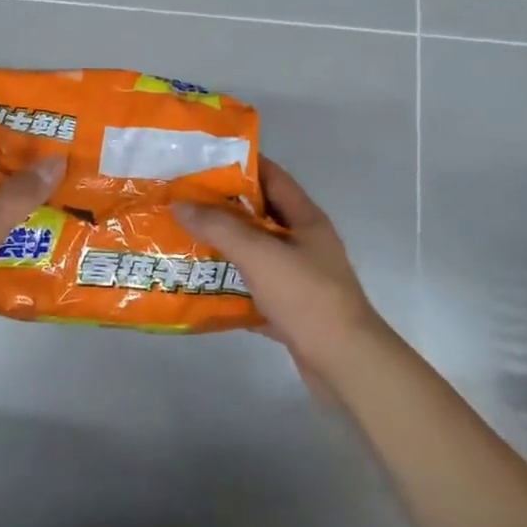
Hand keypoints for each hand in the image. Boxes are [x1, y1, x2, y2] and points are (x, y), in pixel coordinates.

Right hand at [174, 159, 389, 389]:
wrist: (346, 364)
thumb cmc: (306, 297)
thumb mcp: (259, 254)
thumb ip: (219, 226)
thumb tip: (180, 204)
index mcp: (304, 218)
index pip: (271, 176)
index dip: (239, 165)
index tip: (201, 163)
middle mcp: (303, 242)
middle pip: (258, 215)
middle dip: (222, 209)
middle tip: (182, 204)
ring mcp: (298, 277)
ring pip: (254, 254)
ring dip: (223, 248)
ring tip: (183, 241)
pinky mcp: (291, 309)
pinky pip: (254, 290)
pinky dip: (230, 287)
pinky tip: (201, 288)